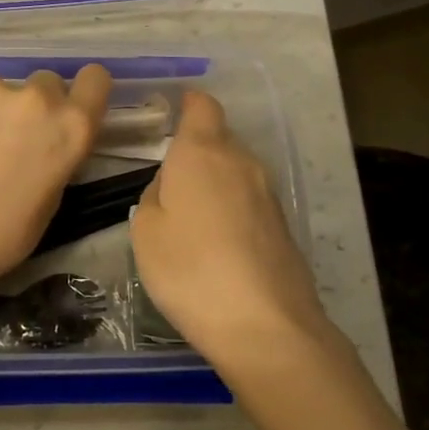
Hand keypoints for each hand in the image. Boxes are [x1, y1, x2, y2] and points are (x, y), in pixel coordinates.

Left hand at [0, 65, 111, 302]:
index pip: (95, 79)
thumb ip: (58, 152)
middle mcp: (36, 98)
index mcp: (71, 126)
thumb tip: (46, 137)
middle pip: (45, 83)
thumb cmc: (4, 234)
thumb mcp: (53, 195)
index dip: (83, 92)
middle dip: (34, 106)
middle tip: (12, 139)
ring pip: (0, 90)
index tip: (68, 108)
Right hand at [130, 91, 330, 364]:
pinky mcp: (282, 225)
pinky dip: (231, 208)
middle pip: (219, 138)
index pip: (202, 106)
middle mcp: (240, 161)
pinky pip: (249, 200)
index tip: (171, 113)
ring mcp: (267, 193)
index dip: (188, 104)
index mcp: (202, 152)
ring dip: (214, 181)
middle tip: (169, 178)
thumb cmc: (190, 269)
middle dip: (196, 148)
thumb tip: (171, 185)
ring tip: (190, 215)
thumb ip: (154, 194)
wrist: (265, 325)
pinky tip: (217, 242)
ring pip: (235, 170)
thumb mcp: (145, 230)